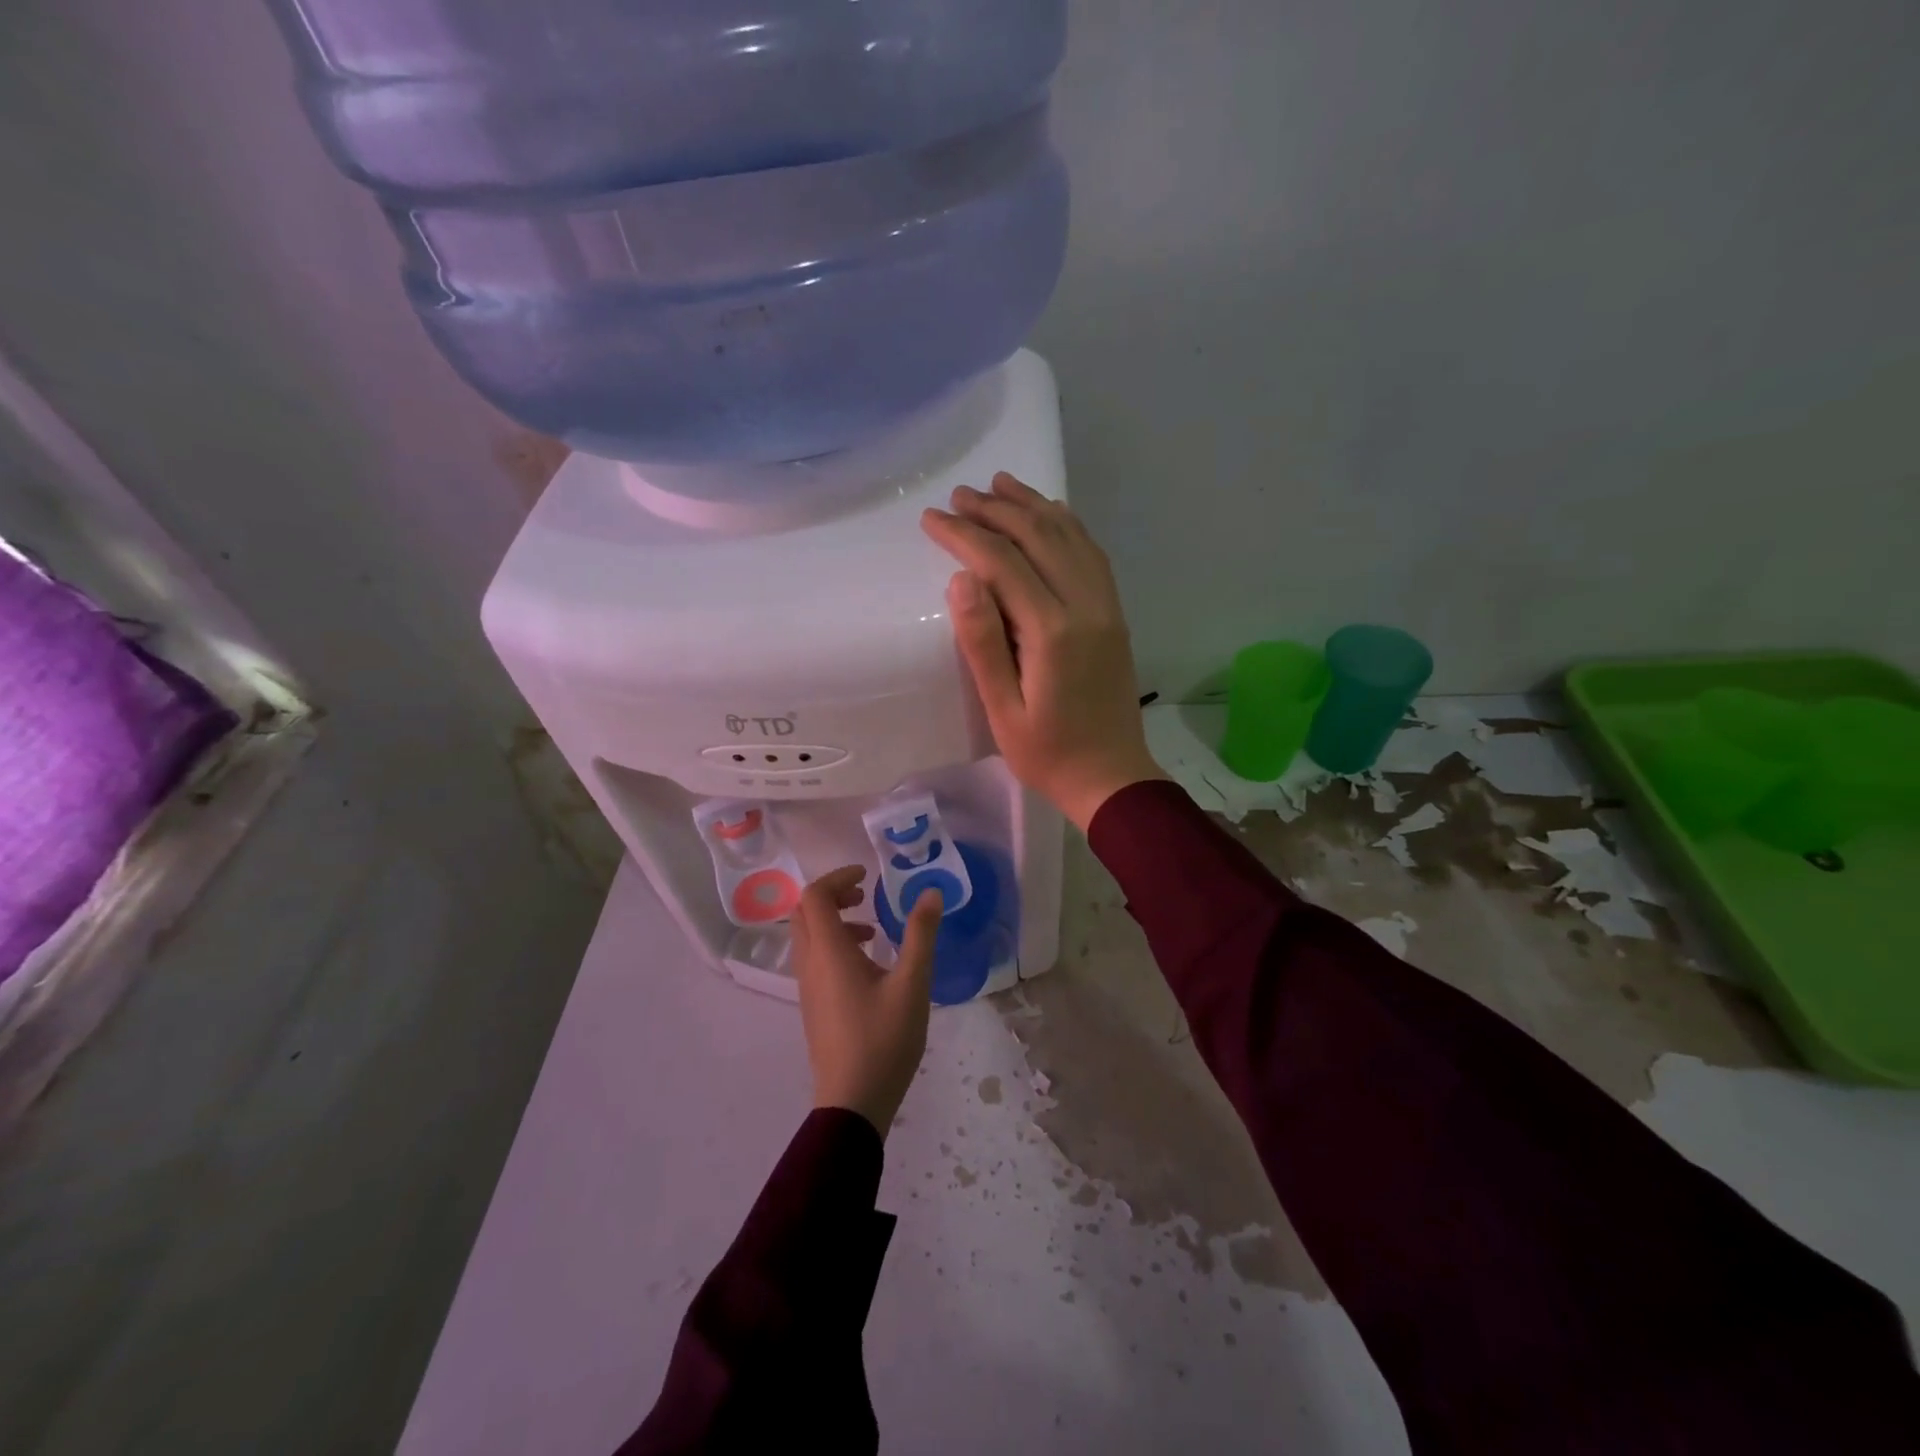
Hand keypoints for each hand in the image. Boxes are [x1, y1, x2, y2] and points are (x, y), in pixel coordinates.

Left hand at [791, 866, 942, 1135]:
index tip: (867, 877)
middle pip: (804, 913)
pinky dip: (833, 946)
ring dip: (832, 921)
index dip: (838, 877)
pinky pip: (813, 960)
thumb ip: (920, 934)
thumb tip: (930, 893)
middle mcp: (810, 964)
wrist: (853, 1101)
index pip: (815, 896)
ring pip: (807, 938)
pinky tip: (867, 967)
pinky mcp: (812, 1007)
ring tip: (871, 931)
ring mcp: (807, 988)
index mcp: (828, 952)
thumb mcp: (912, 983)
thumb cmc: (884, 1039)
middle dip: (832, 896)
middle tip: (864, 896)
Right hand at [922, 473, 1164, 830]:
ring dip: (1033, 506)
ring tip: (1000, 484)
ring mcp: (1106, 607)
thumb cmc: (1047, 753)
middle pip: (1039, 537)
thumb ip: (982, 643)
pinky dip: (1069, 526)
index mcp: (1053, 632)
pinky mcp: (1114, 614)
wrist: (1112, 777)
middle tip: (959, 496)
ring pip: (1070, 537)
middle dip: (996, 511)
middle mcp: (1085, 606)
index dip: (964, 535)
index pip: (1002, 563)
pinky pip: (1092, 555)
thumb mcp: (1002, 710)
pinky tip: (1052, 514)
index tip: (932, 518)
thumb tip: (962, 579)